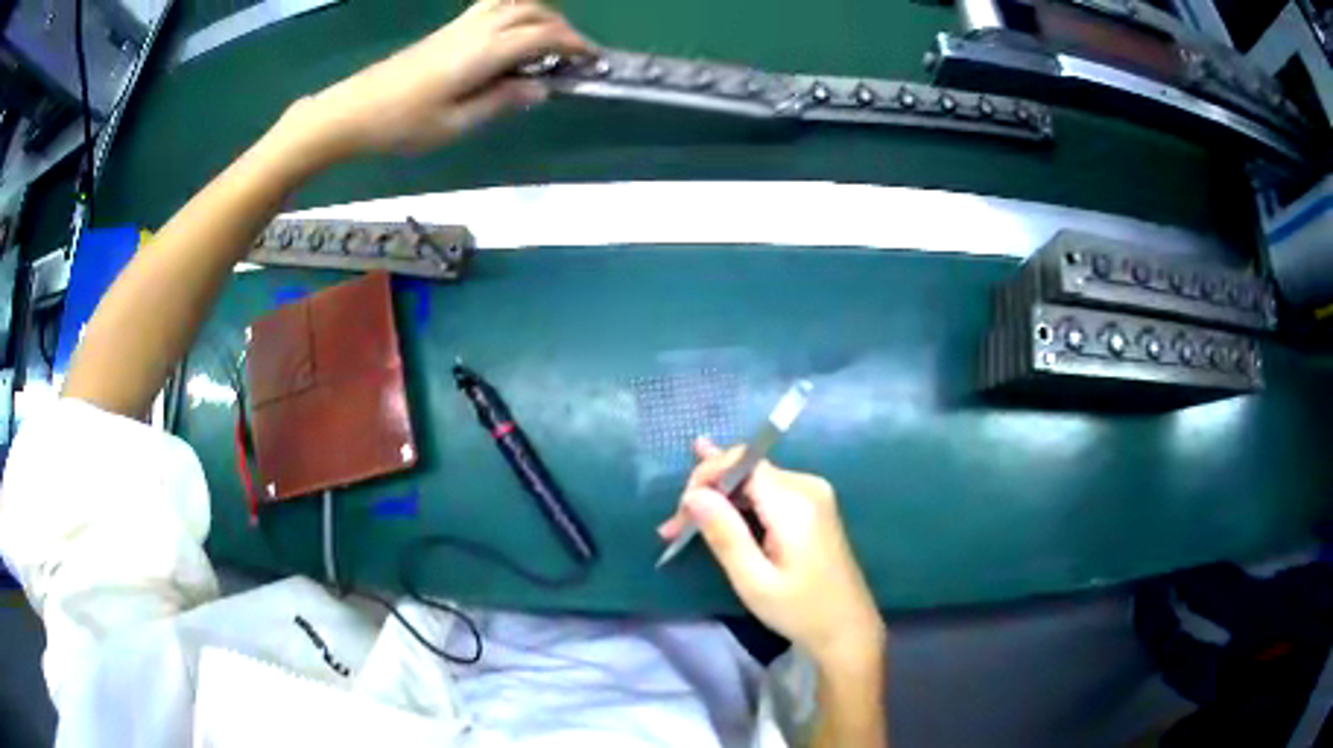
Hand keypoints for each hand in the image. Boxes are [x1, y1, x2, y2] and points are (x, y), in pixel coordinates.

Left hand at [282, 0, 591, 158]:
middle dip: (562, 27)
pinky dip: (516, 11)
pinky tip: (513, 33)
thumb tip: (541, 89)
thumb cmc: (401, 124)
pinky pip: (492, 6)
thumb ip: (502, 102)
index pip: (542, 36)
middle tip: (573, 54)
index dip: (574, 44)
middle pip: (533, 11)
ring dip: (540, 15)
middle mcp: (476, 29)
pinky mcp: (446, 30)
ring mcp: (459, 25)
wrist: (352, 110)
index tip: (593, 61)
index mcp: (483, 52)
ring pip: (513, 2)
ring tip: (547, 41)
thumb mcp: (456, 124)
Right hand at [659, 438, 885, 667]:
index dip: (706, 476)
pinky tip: (714, 515)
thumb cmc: (800, 611)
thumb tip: (693, 495)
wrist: (848, 628)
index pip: (742, 462)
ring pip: (753, 480)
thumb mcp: (754, 580)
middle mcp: (807, 486)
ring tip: (684, 528)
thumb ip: (724, 534)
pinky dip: (739, 506)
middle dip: (706, 492)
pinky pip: (767, 492)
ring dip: (719, 500)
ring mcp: (813, 494)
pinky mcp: (813, 506)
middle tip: (673, 529)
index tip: (680, 512)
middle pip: (746, 469)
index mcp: (795, 502)